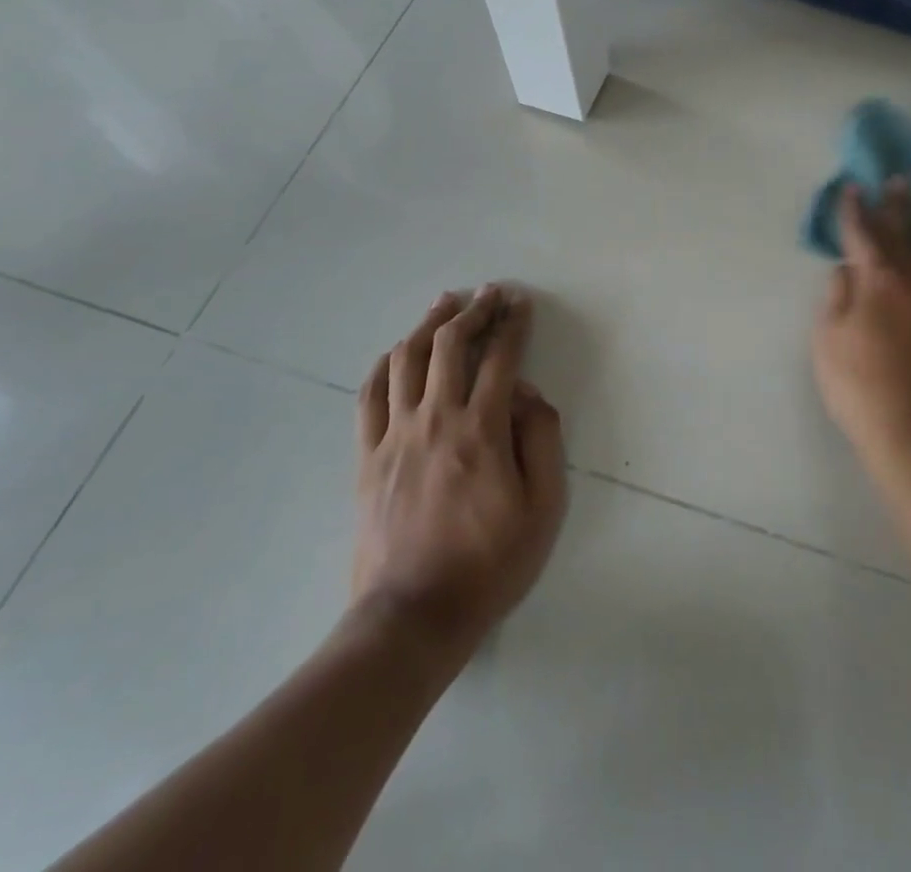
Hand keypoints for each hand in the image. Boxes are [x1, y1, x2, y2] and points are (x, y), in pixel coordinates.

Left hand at [351, 285, 567, 653]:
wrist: (412, 618)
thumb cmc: (489, 565)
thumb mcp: (543, 508)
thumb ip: (543, 441)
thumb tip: (528, 396)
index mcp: (482, 430)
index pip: (501, 358)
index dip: (513, 324)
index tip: (520, 303)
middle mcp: (436, 419)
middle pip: (450, 345)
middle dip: (474, 311)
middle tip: (489, 293)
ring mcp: (395, 436)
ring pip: (407, 359)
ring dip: (429, 324)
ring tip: (445, 303)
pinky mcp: (367, 457)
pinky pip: (370, 395)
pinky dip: (385, 363)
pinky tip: (397, 350)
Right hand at [812, 180, 910, 464]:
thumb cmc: (857, 383)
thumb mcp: (826, 339)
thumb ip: (836, 297)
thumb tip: (845, 267)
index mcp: (874, 282)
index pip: (861, 235)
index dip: (855, 210)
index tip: (854, 187)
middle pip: (902, 235)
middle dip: (897, 206)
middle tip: (899, 180)